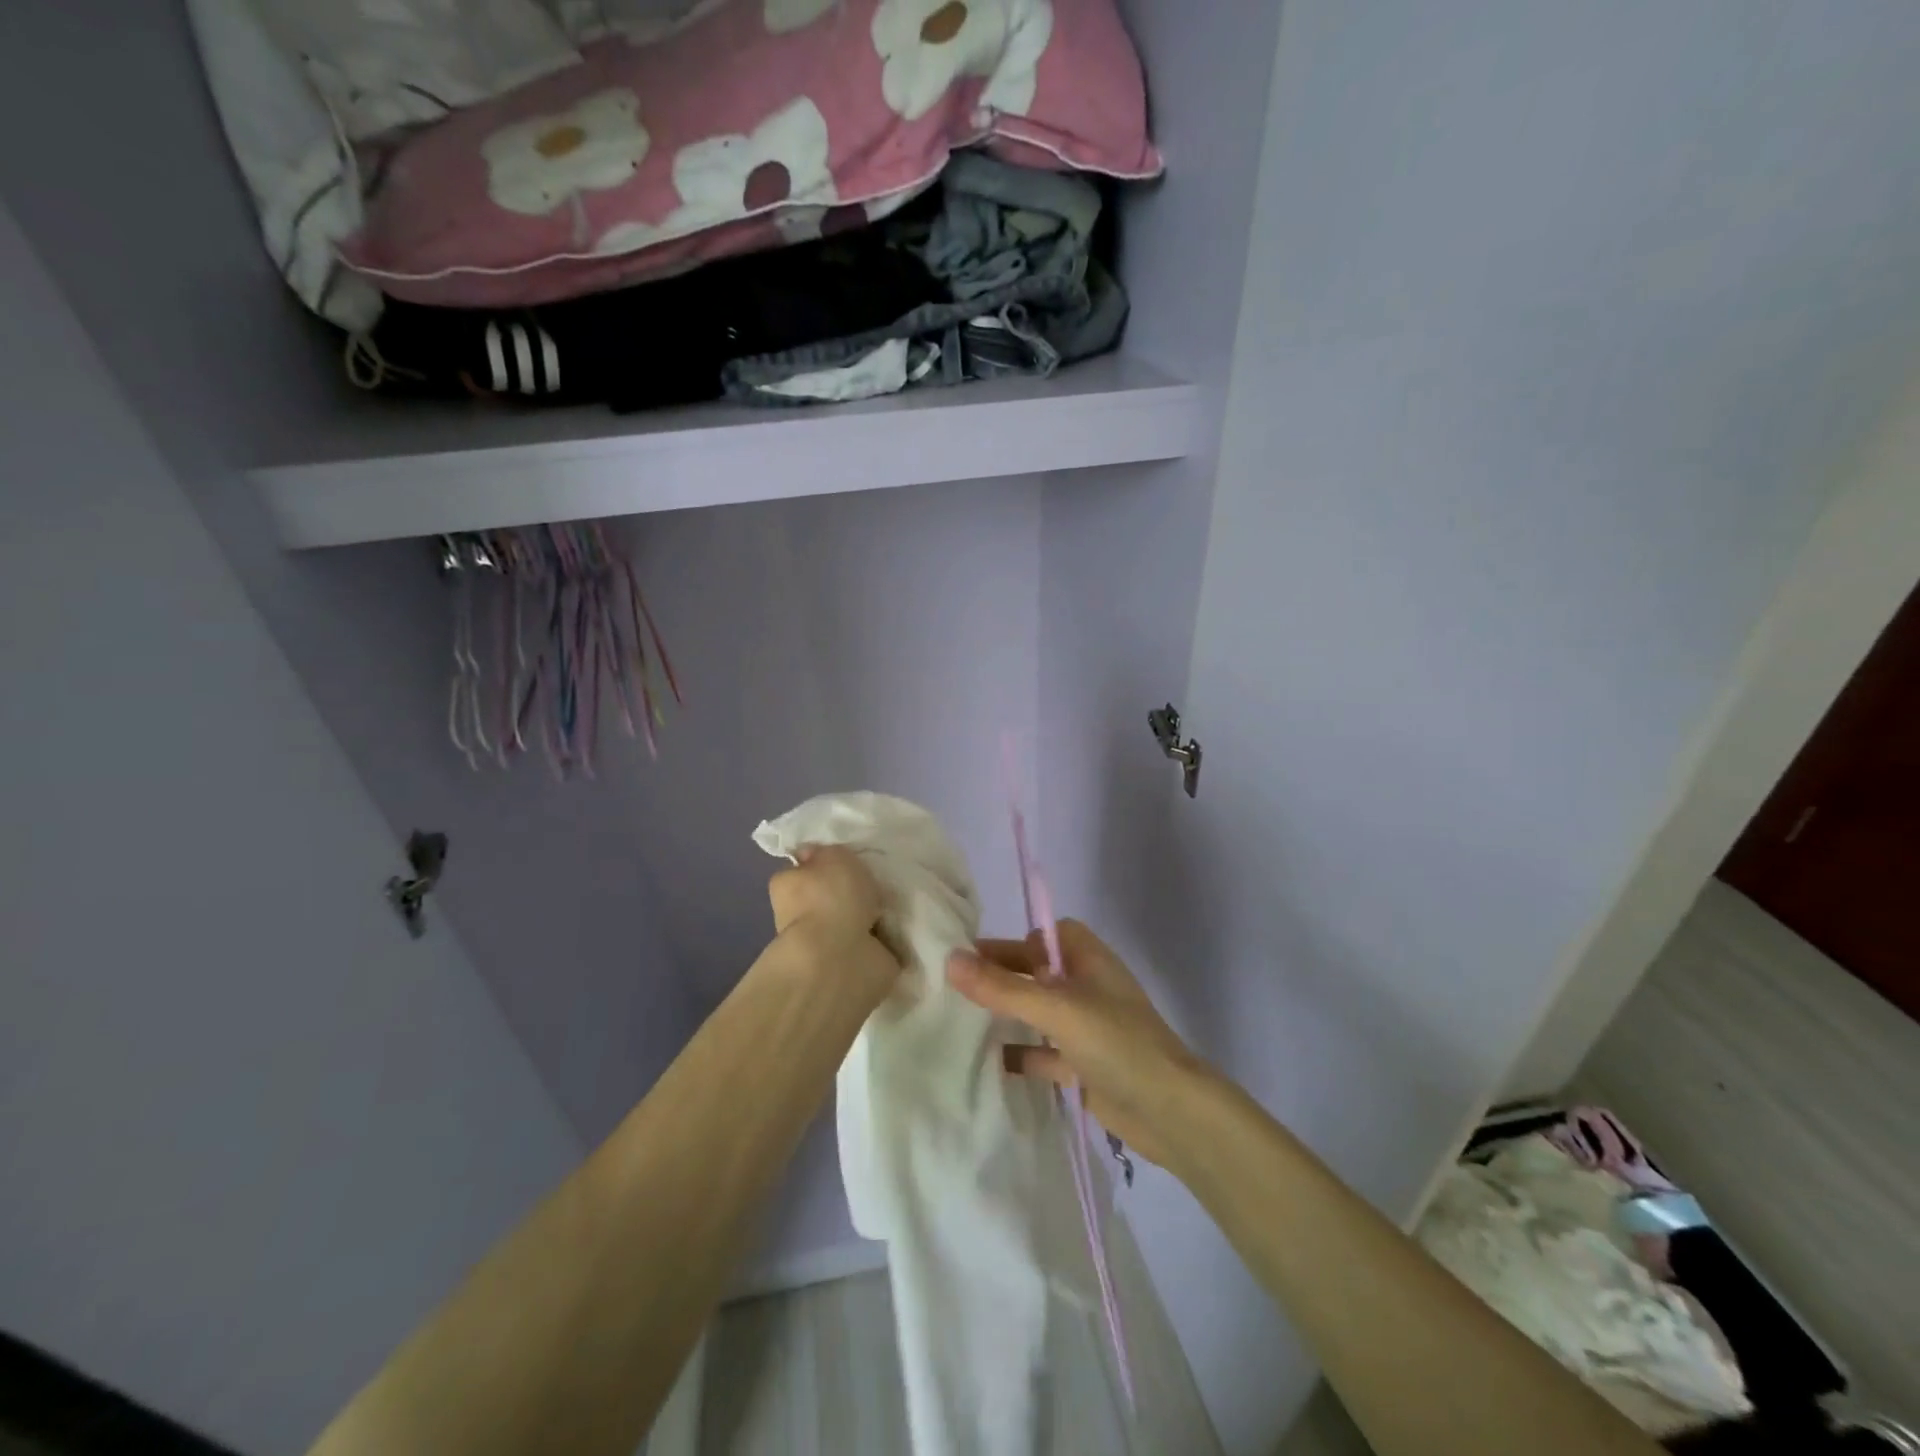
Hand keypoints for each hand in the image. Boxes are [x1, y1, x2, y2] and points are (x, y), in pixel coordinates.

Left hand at [766, 845, 900, 1008]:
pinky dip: (886, 939)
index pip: (804, 871)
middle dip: (851, 894)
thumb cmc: (831, 897)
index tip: (848, 862)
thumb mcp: (831, 855)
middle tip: (878, 883)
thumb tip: (814, 855)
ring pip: (852, 922)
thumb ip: (828, 853)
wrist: (842, 956)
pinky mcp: (851, 966)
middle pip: (830, 898)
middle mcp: (800, 917)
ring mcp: (826, 945)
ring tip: (897, 903)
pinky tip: (903, 926)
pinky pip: (873, 944)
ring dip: (871, 917)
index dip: (823, 866)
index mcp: (788, 886)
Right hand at [947, 921, 1208, 1169]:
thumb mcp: (1056, 1009)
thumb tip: (950, 959)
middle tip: (952, 987)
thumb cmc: (1117, 1044)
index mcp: (1088, 960)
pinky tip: (987, 1064)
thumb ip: (1003, 987)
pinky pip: (1044, 1053)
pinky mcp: (1083, 1067)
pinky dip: (1021, 1055)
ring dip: (1008, 1016)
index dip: (1012, 940)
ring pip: (1038, 1013)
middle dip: (1002, 977)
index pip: (1045, 935)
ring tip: (959, 1021)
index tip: (972, 953)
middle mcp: (1087, 988)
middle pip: (1037, 973)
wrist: (1171, 1112)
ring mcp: (1087, 1029)